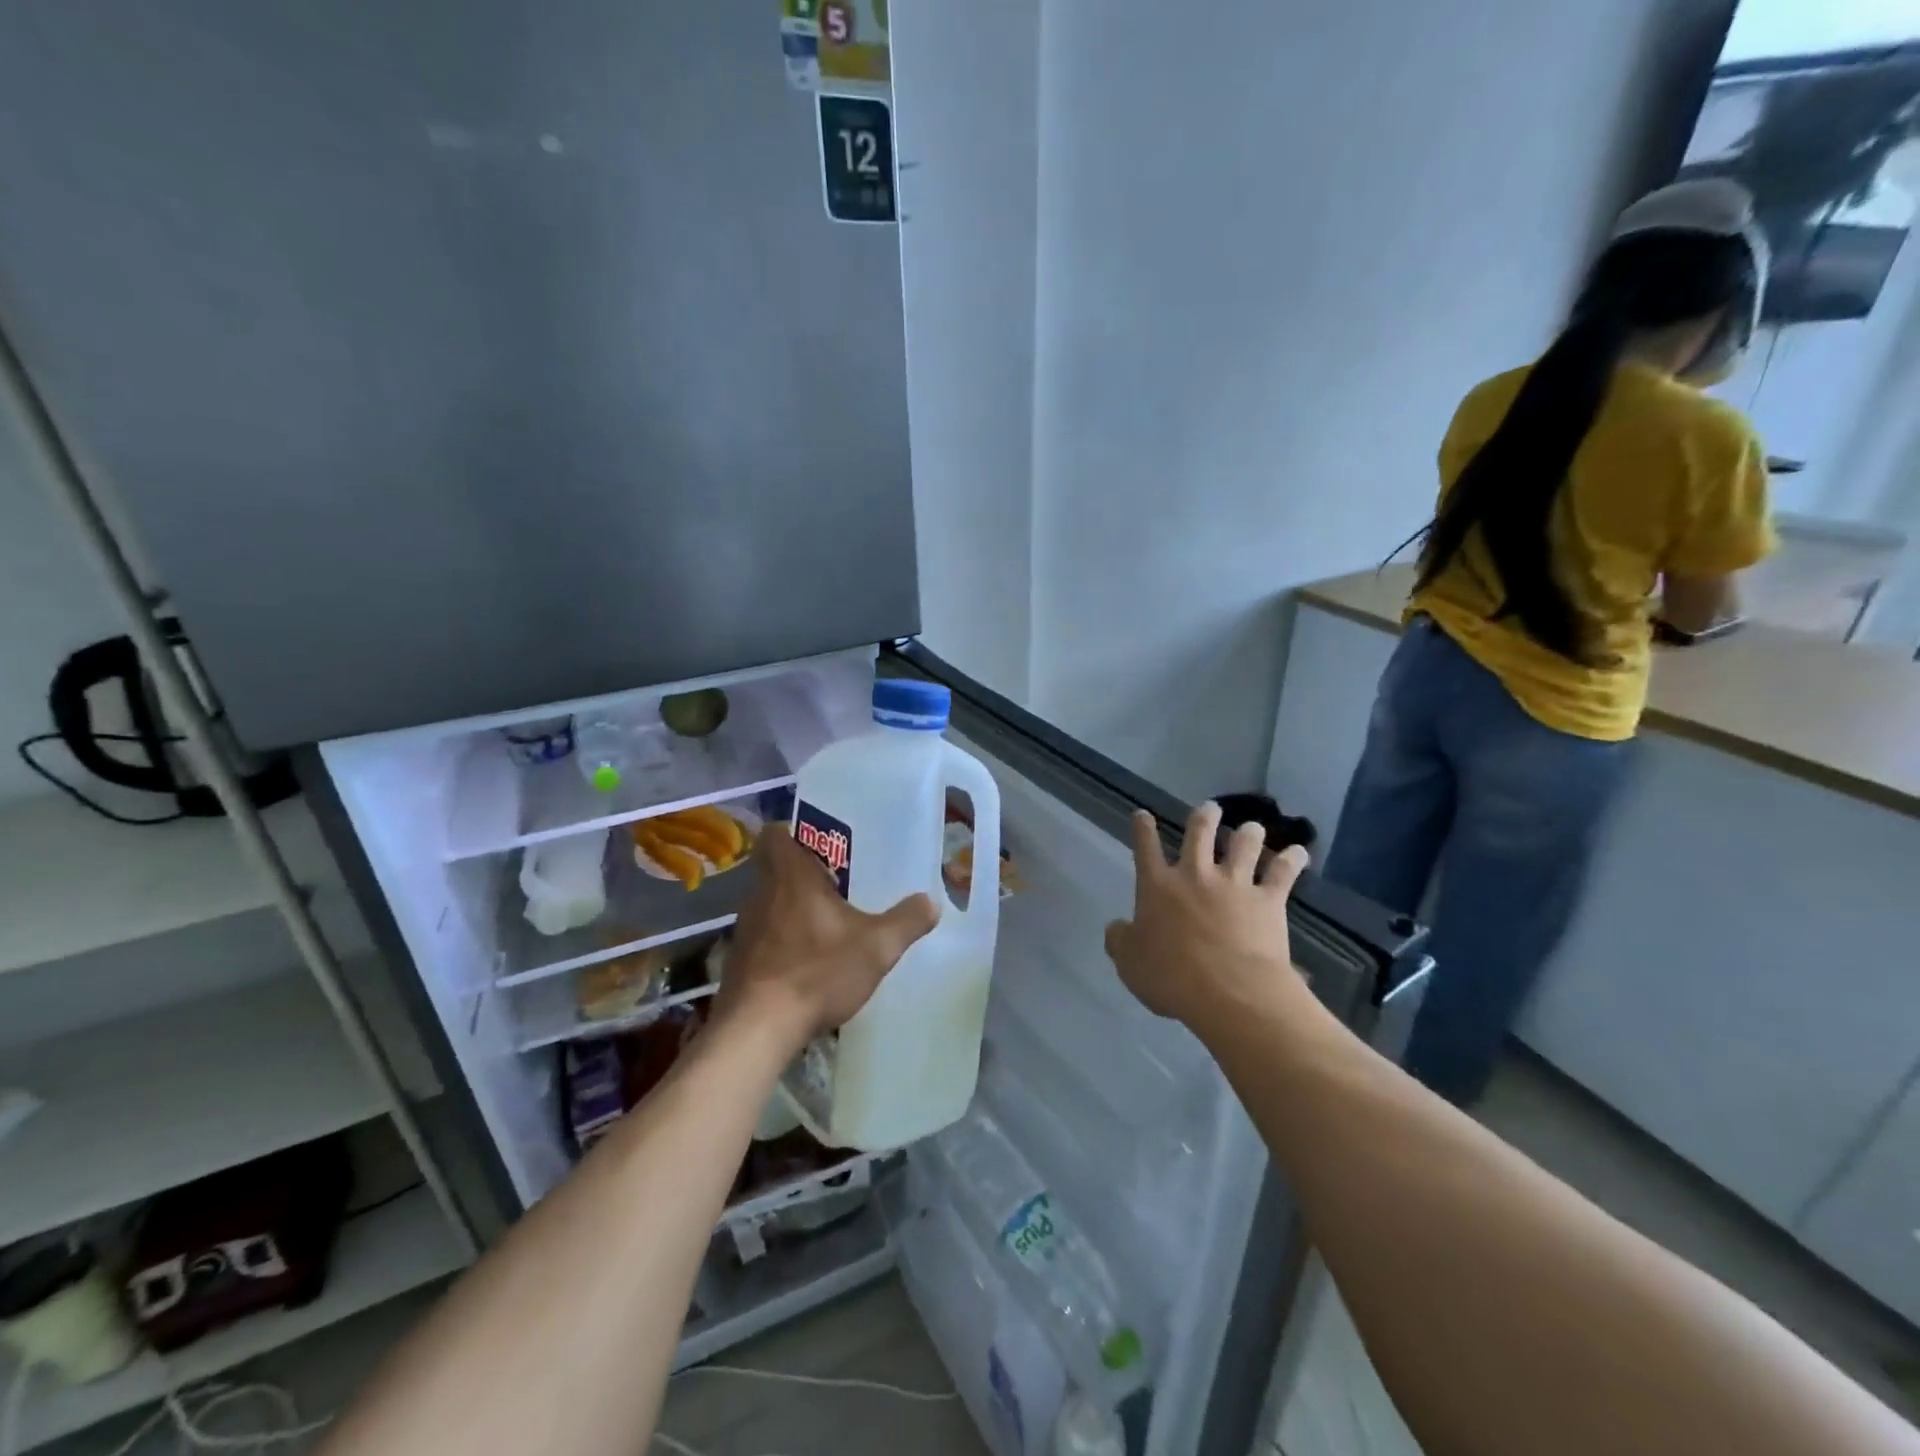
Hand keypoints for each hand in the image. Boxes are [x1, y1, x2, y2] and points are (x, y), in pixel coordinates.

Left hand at [718, 823, 937, 1045]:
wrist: (757, 1028)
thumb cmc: (817, 971)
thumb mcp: (876, 947)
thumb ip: (906, 921)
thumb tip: (932, 901)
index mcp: (790, 875)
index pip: (775, 834)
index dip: (793, 832)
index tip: (821, 844)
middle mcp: (761, 893)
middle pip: (774, 867)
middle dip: (802, 871)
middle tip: (836, 881)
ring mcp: (745, 927)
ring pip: (768, 901)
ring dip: (791, 906)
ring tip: (825, 920)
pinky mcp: (739, 958)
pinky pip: (763, 933)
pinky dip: (782, 937)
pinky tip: (806, 958)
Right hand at [1104, 802, 1311, 1034]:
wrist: (1229, 992)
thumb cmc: (1172, 978)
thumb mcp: (1130, 964)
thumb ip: (1120, 941)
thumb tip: (1116, 927)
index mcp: (1158, 886)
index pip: (1146, 848)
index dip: (1143, 829)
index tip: (1143, 815)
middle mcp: (1195, 875)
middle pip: (1200, 833)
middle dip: (1203, 817)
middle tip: (1209, 808)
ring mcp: (1234, 884)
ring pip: (1243, 845)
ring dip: (1248, 833)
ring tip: (1252, 828)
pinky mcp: (1267, 899)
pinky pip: (1283, 873)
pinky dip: (1292, 860)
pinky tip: (1299, 852)